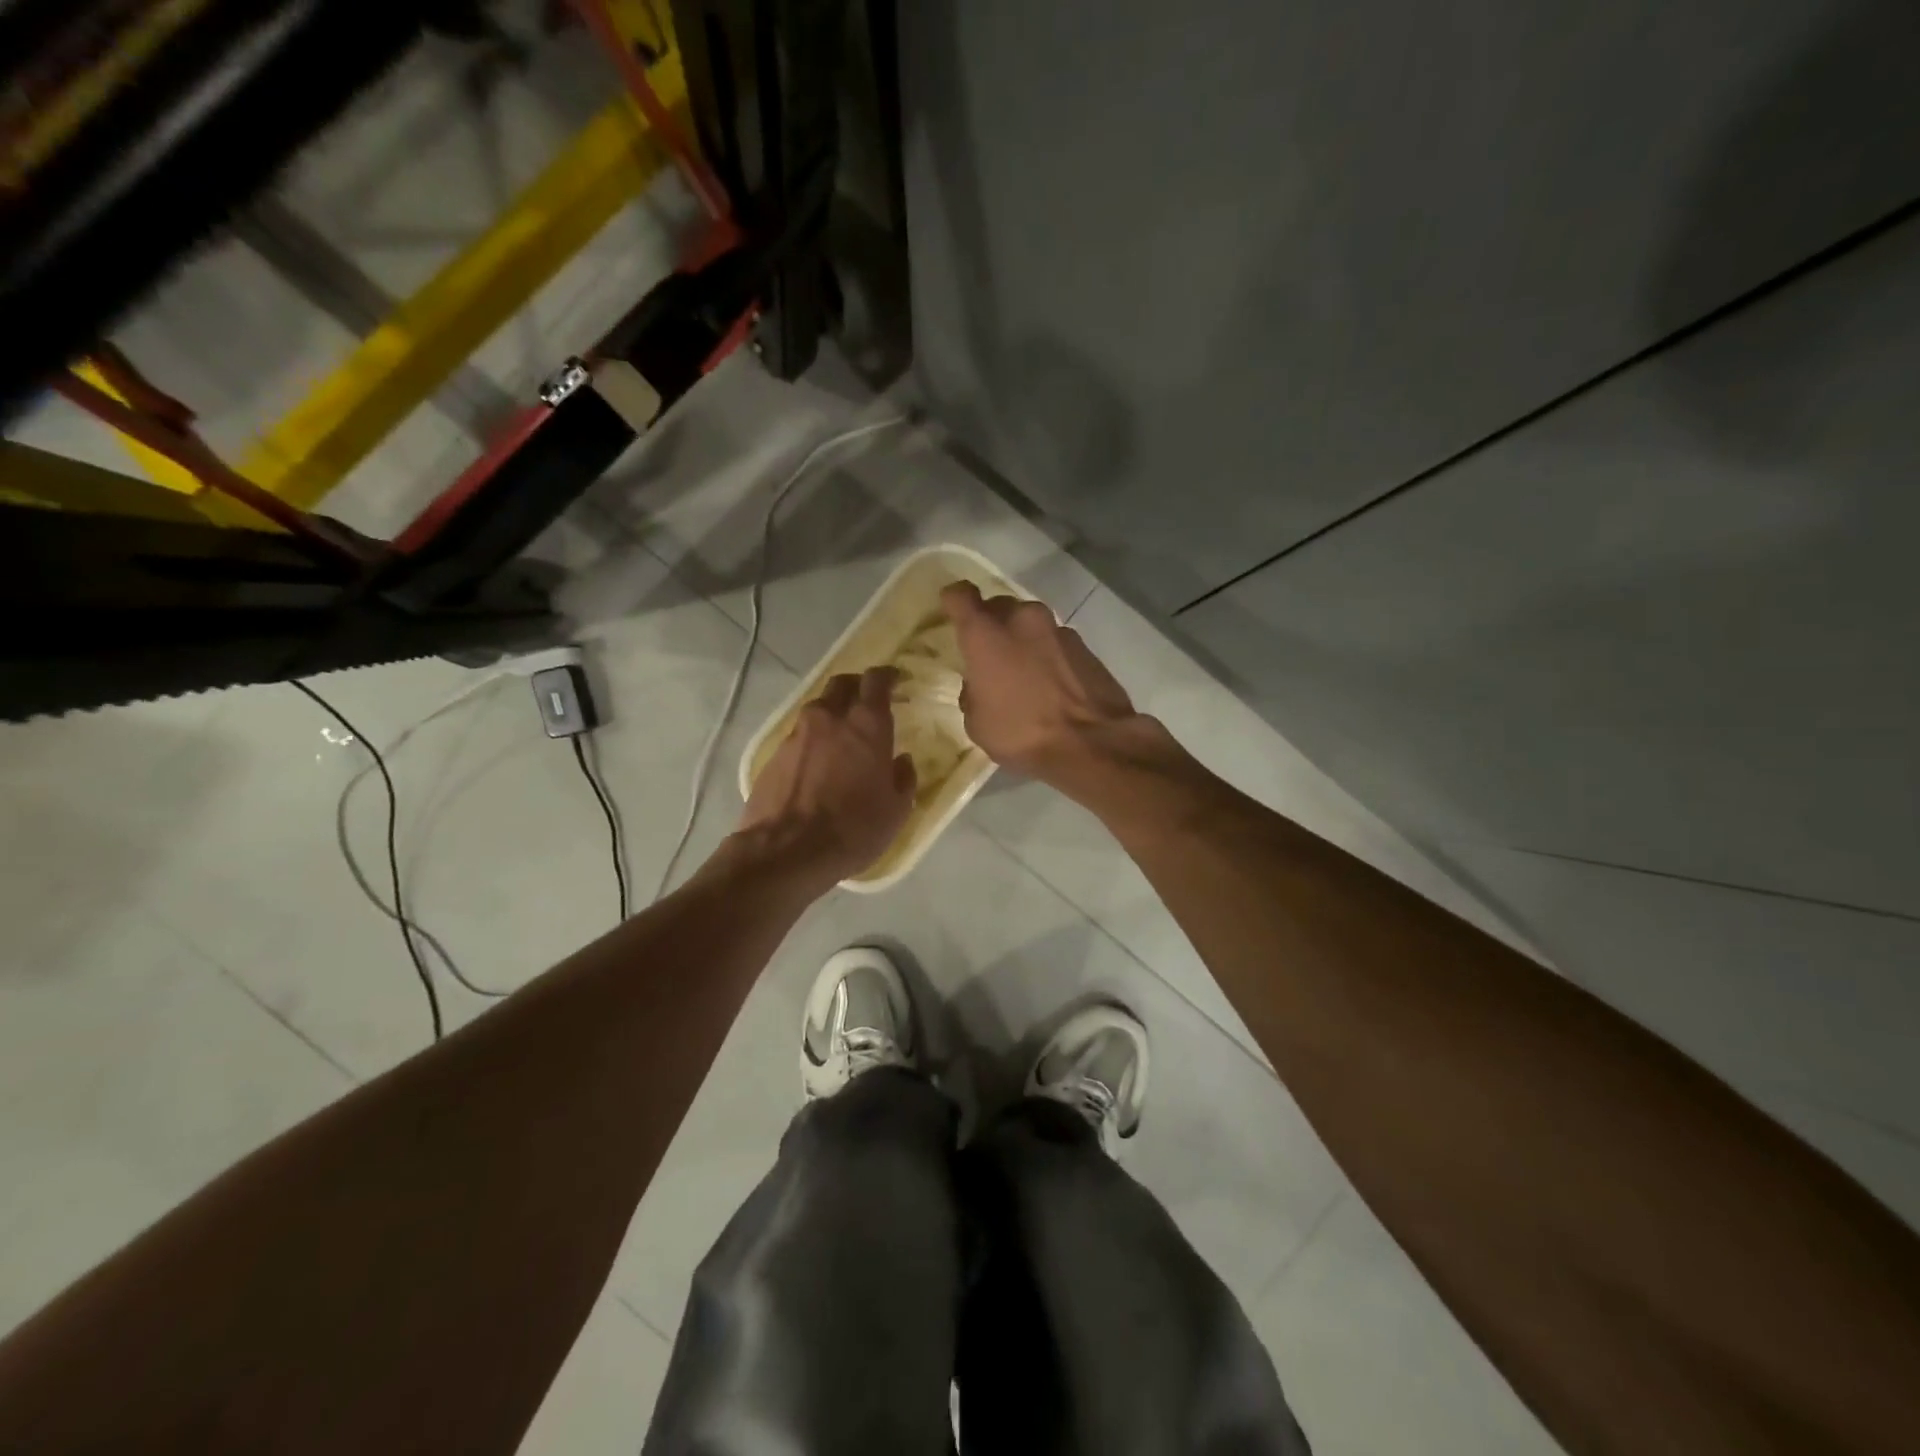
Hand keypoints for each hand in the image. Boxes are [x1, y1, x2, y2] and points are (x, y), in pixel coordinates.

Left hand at [738, 666, 915, 882]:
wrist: (787, 851)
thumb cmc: (853, 829)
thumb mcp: (896, 810)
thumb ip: (903, 778)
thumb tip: (901, 761)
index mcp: (866, 725)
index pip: (876, 680)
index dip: (887, 676)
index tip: (896, 681)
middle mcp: (830, 718)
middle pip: (842, 684)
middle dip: (856, 687)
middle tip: (867, 702)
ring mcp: (797, 734)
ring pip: (818, 708)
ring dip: (832, 713)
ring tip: (841, 735)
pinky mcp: (774, 754)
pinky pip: (799, 735)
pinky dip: (812, 740)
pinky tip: (817, 763)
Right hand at [941, 581, 1144, 789]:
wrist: (1092, 744)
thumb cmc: (1022, 733)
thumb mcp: (978, 723)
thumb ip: (973, 693)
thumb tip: (980, 685)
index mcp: (986, 634)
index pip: (960, 595)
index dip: (954, 601)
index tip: (952, 611)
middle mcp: (1021, 620)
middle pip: (999, 607)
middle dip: (992, 624)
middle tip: (990, 654)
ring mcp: (1058, 629)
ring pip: (1030, 624)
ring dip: (1023, 640)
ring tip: (1025, 674)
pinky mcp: (1085, 645)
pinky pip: (1055, 642)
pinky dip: (1048, 655)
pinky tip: (1051, 685)